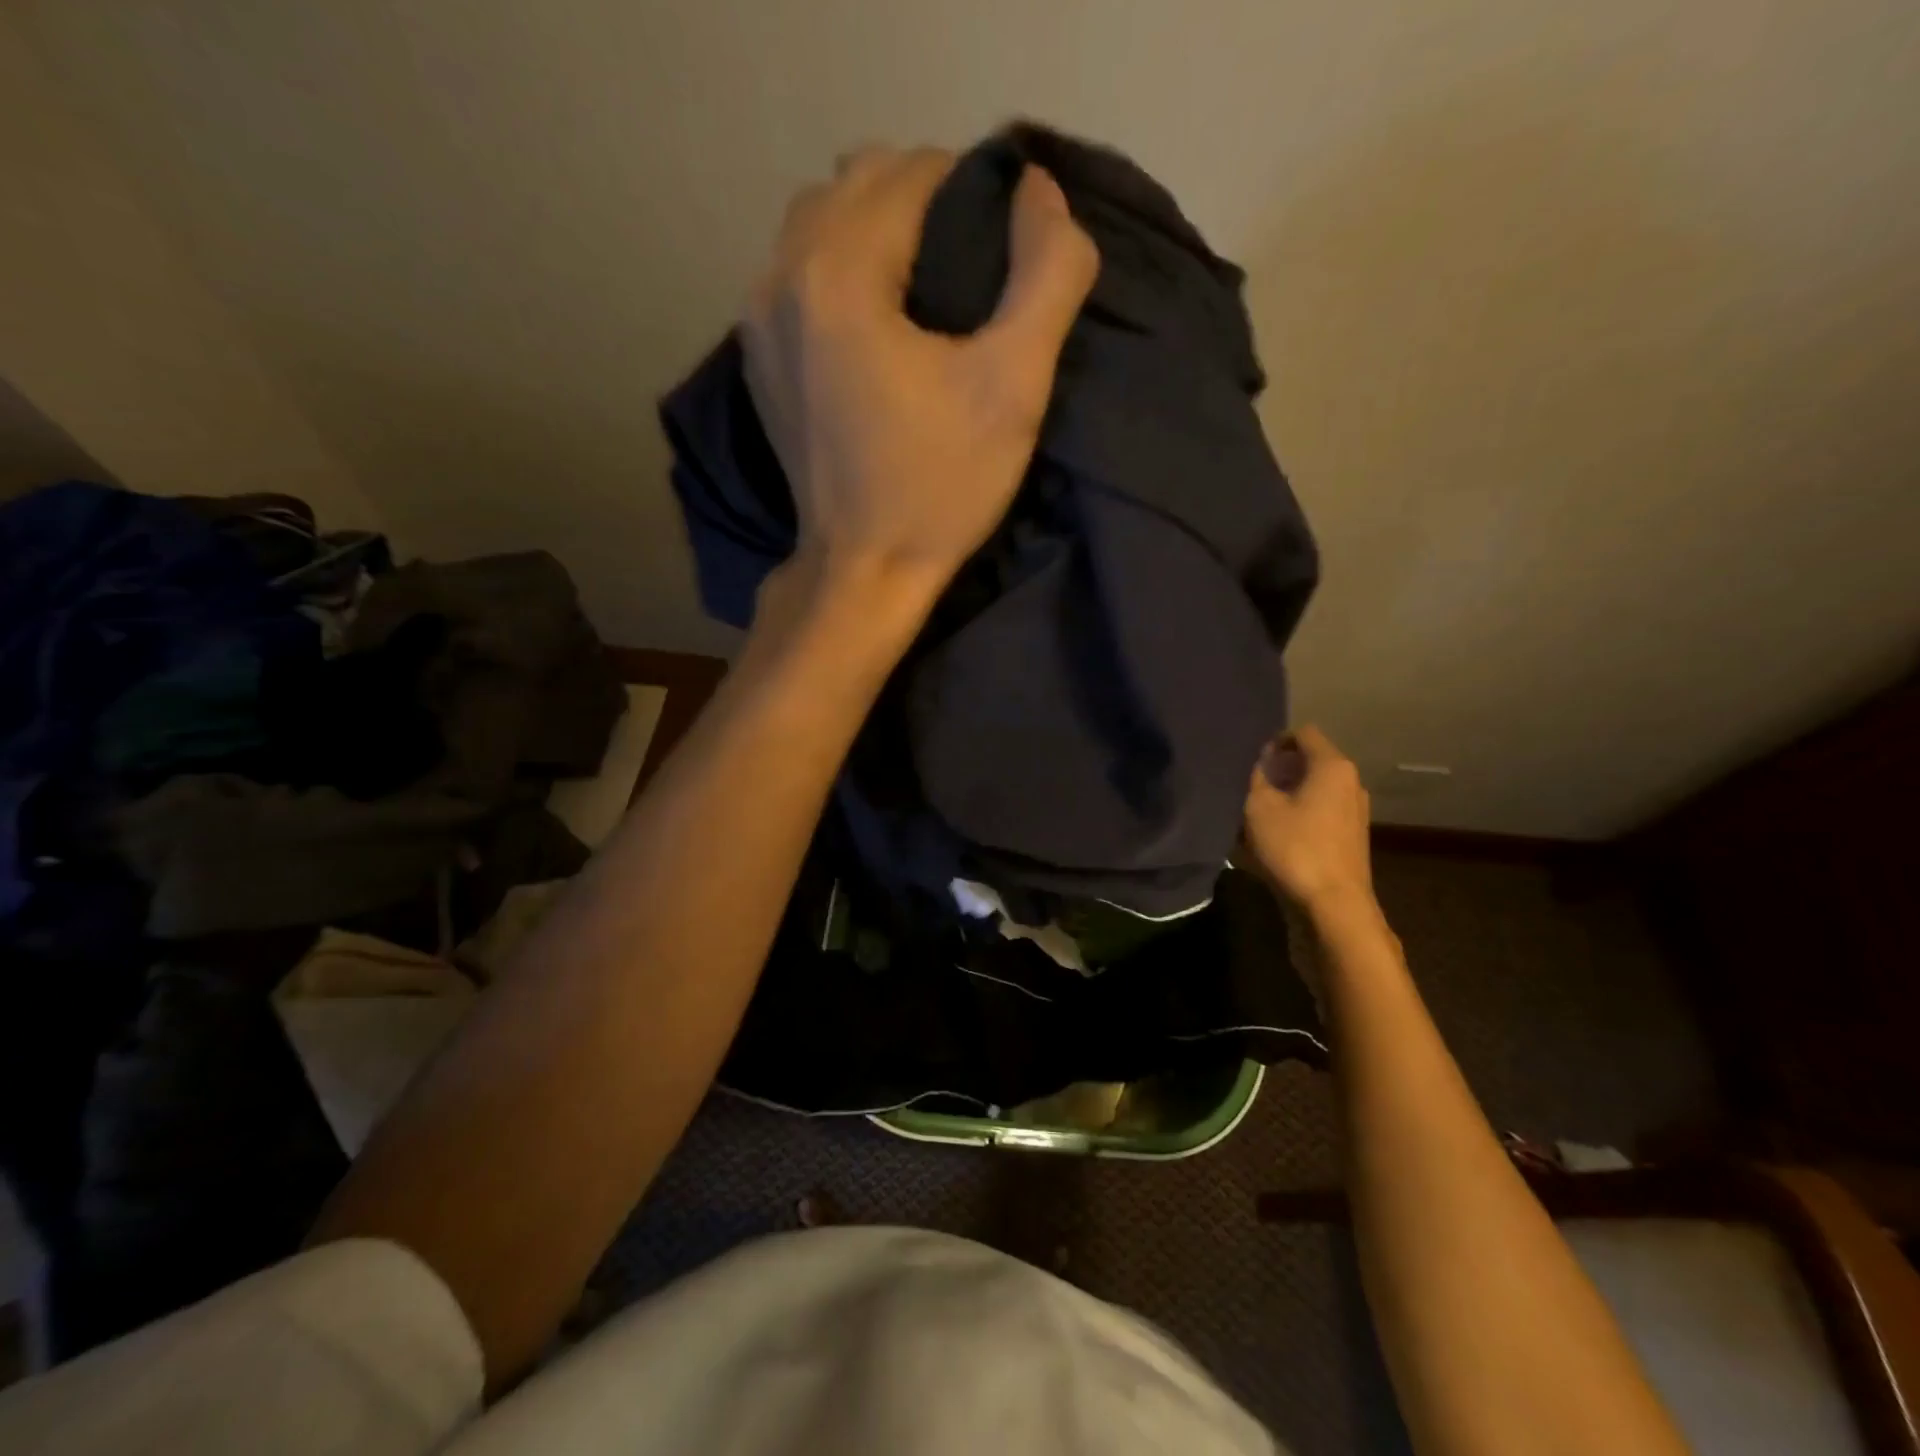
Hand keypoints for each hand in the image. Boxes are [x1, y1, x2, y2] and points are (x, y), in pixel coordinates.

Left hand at [742, 146, 1098, 601]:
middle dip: (923, 200)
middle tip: (975, 265)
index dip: (972, 192)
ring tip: (928, 288)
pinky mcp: (758, 358)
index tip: (1007, 249)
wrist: (863, 572)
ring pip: (821, 221)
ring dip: (878, 229)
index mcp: (838, 271)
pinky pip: (799, 271)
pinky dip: (842, 267)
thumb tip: (1041, 191)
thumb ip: (1047, 274)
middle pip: (858, 181)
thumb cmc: (940, 488)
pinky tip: (879, 320)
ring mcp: (758, 319)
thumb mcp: (1014, 386)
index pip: (913, 171)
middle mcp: (781, 276)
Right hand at [1242, 726, 1376, 911]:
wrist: (1334, 903)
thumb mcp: (1260, 808)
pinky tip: (1283, 828)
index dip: (1276, 739)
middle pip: (1313, 758)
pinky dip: (1304, 807)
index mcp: (1333, 766)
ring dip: (1292, 789)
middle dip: (1282, 765)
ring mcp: (1357, 808)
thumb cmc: (1296, 848)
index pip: (1304, 733)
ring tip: (1264, 806)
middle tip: (1254, 781)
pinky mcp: (1354, 832)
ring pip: (1319, 784)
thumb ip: (1257, 778)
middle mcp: (1351, 780)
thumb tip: (1261, 765)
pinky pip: (1325, 805)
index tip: (1254, 759)